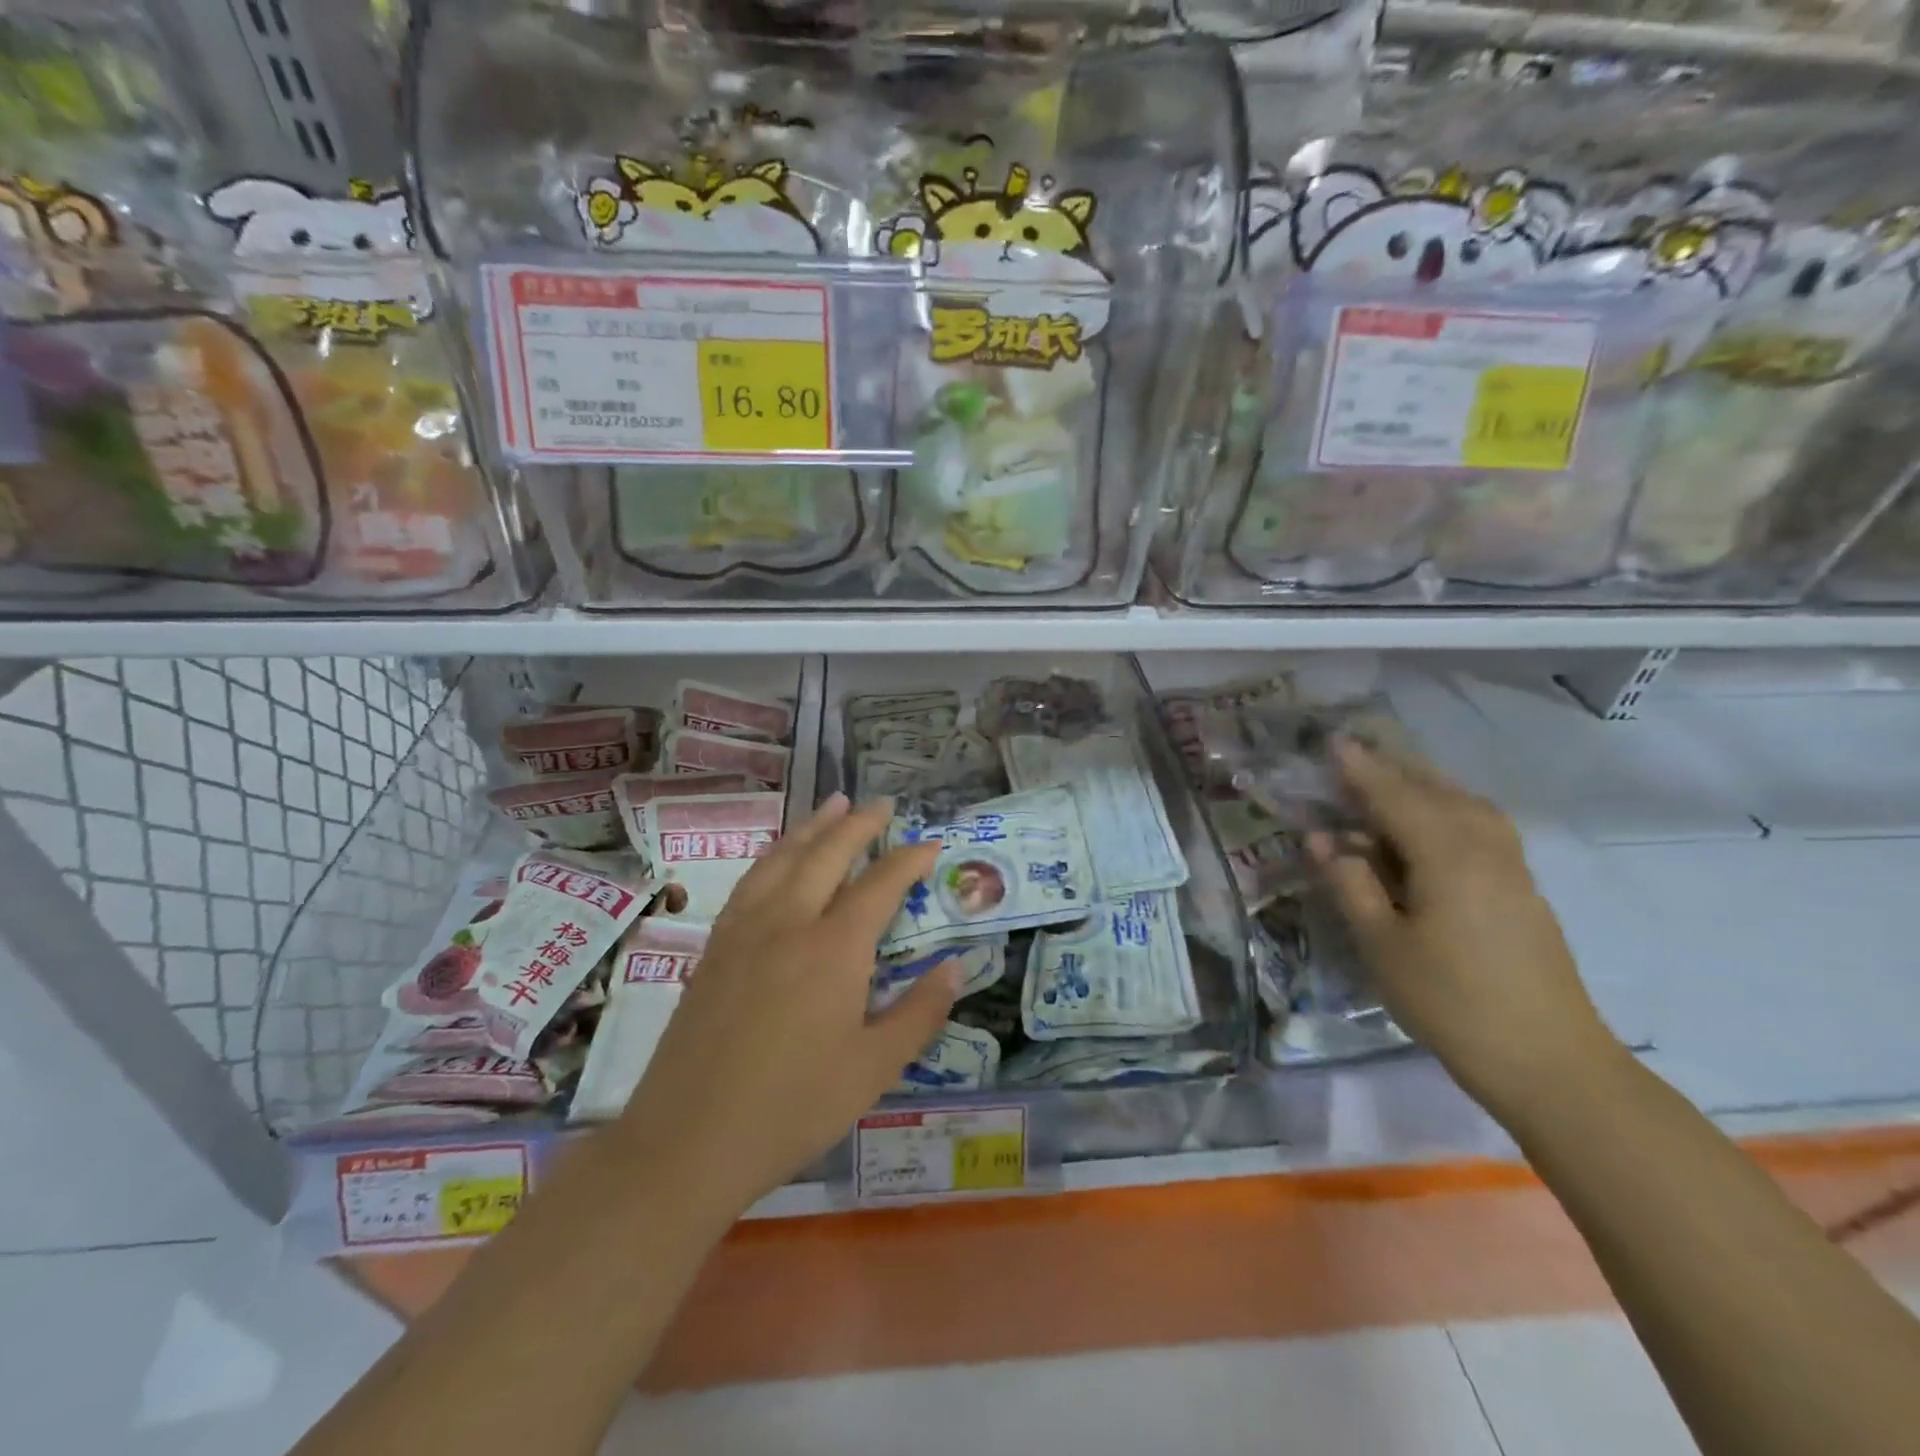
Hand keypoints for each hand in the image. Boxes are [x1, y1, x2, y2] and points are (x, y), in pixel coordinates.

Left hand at [612, 794, 960, 1220]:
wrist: (687, 1140)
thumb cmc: (792, 1109)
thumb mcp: (873, 1071)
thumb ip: (919, 1013)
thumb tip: (955, 967)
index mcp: (833, 949)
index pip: (880, 884)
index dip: (909, 859)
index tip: (931, 844)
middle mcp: (789, 922)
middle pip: (828, 853)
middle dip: (860, 823)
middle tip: (883, 803)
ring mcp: (745, 929)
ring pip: (783, 857)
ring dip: (813, 826)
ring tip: (834, 802)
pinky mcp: (715, 946)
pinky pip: (751, 880)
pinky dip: (775, 854)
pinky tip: (780, 856)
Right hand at [1308, 739, 1623, 1116]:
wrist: (1550, 1062)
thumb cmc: (1451, 1002)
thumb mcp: (1382, 945)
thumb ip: (1350, 884)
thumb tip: (1322, 839)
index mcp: (1446, 856)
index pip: (1394, 797)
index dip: (1360, 770)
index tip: (1332, 742)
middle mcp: (1484, 848)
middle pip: (1435, 791)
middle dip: (1393, 769)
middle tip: (1354, 755)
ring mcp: (1511, 868)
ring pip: (1465, 805)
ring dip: (1424, 785)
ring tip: (1388, 782)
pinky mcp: (1522, 889)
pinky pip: (1480, 826)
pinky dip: (1448, 808)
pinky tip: (1433, 824)